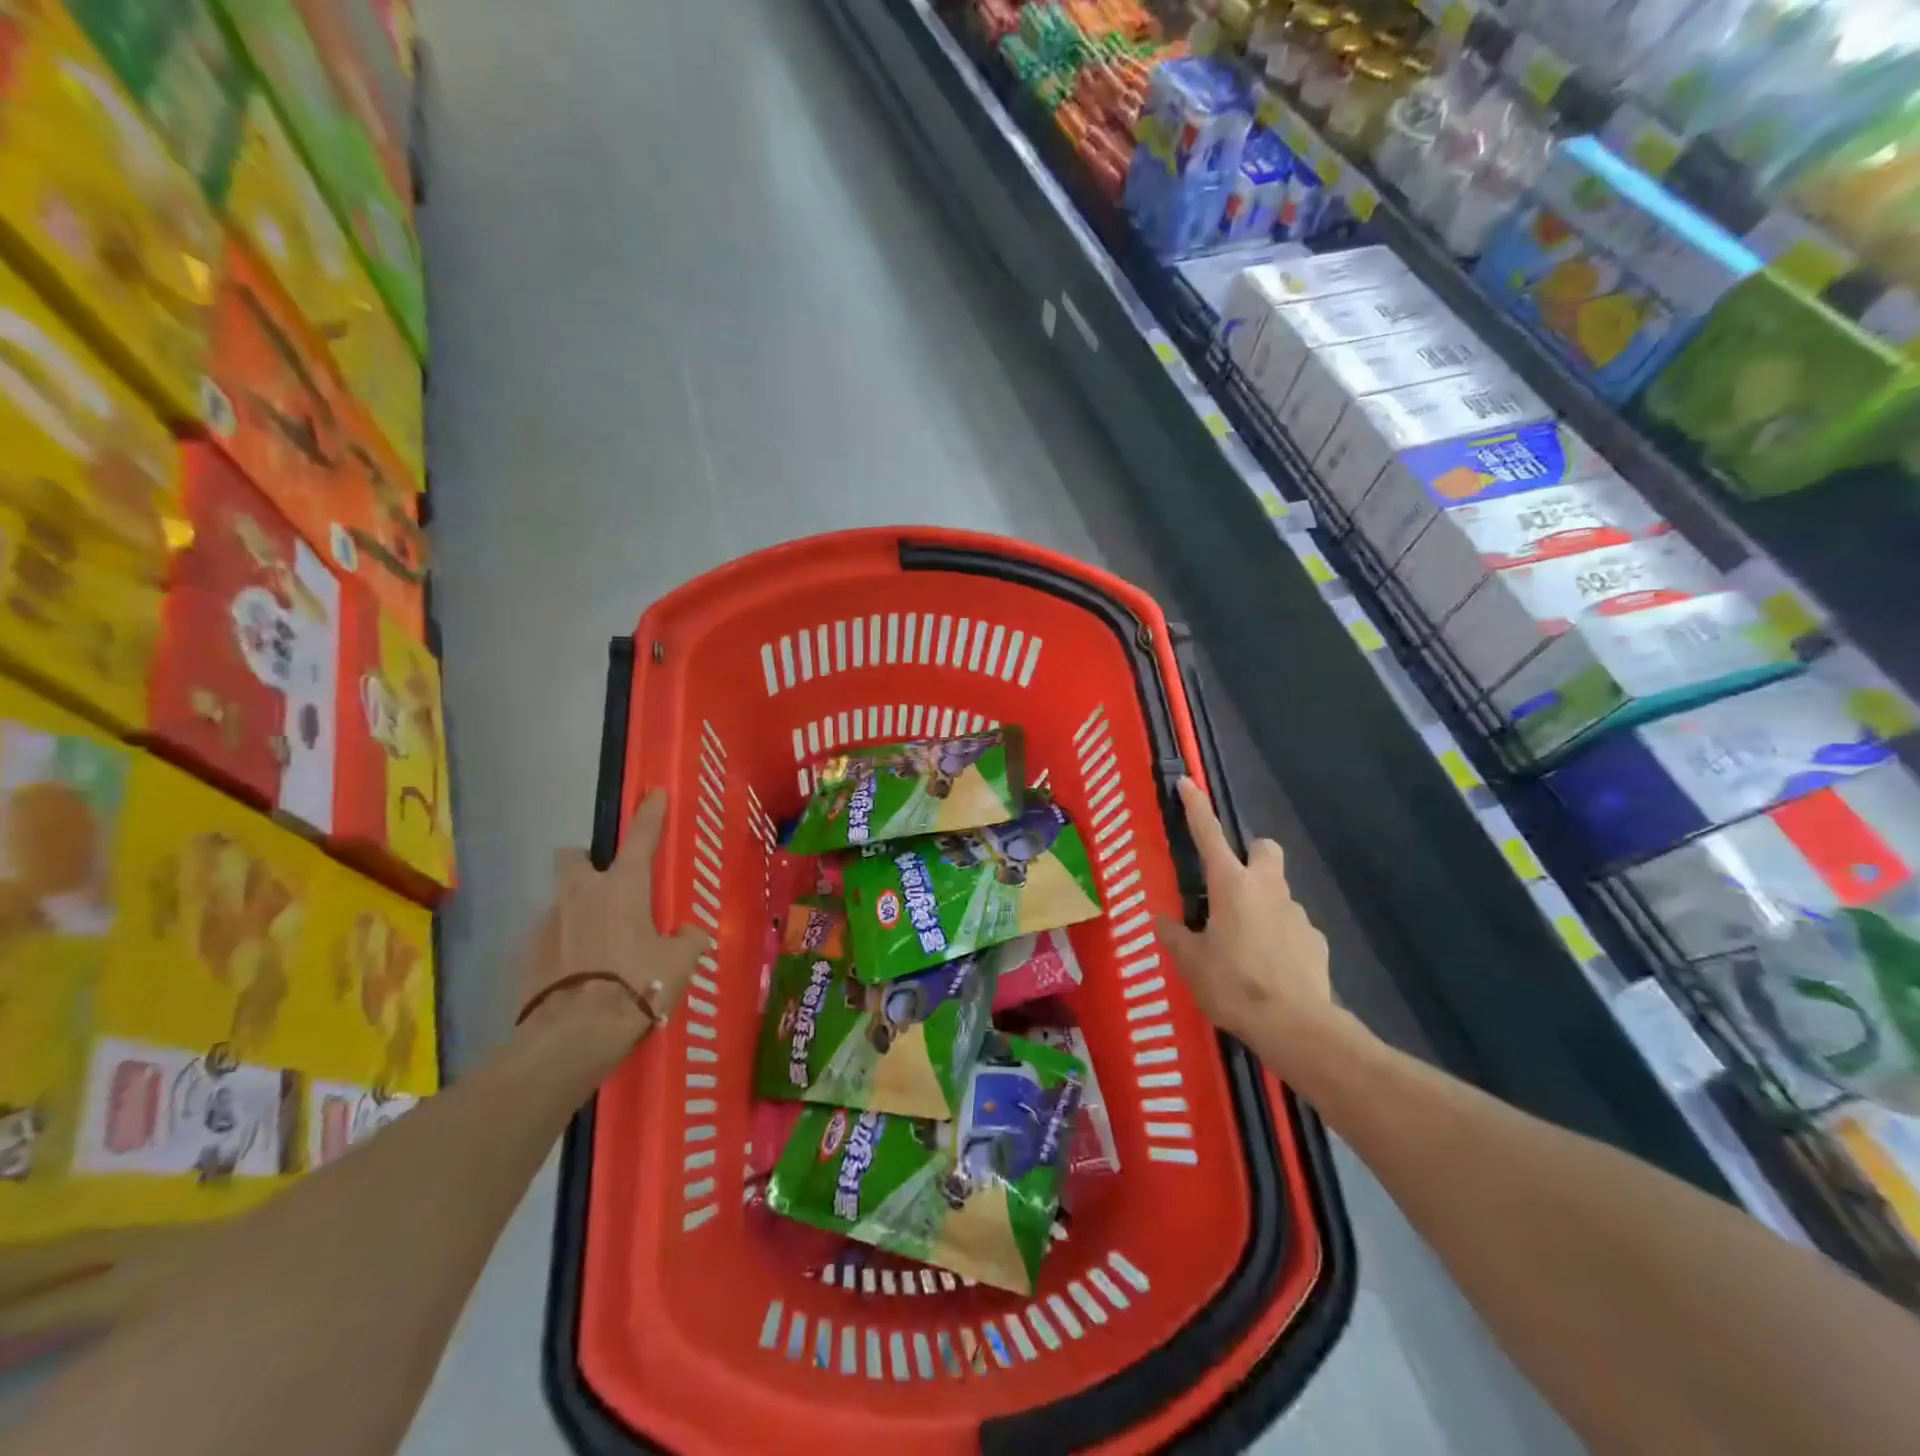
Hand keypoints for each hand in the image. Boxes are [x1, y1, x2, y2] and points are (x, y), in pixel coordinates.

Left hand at [522, 792, 711, 1048]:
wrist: (574, 1033)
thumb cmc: (637, 984)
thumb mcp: (679, 963)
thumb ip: (688, 941)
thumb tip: (689, 934)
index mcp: (623, 887)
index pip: (641, 837)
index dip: (650, 814)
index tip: (654, 793)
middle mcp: (582, 894)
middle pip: (573, 858)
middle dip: (586, 861)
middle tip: (606, 882)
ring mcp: (549, 923)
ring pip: (563, 901)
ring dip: (578, 911)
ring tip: (599, 943)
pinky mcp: (528, 955)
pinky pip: (551, 938)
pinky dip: (565, 946)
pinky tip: (580, 971)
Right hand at [1157, 778, 1339, 1062]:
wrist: (1295, 1025)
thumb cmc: (1233, 984)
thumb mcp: (1191, 962)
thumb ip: (1176, 936)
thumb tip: (1163, 921)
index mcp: (1231, 885)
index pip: (1209, 834)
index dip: (1196, 807)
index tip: (1188, 782)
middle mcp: (1267, 888)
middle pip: (1265, 849)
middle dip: (1252, 855)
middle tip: (1231, 885)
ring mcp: (1296, 913)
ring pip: (1278, 891)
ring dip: (1262, 903)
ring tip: (1244, 944)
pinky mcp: (1315, 940)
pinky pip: (1292, 926)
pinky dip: (1279, 936)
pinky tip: (1269, 967)